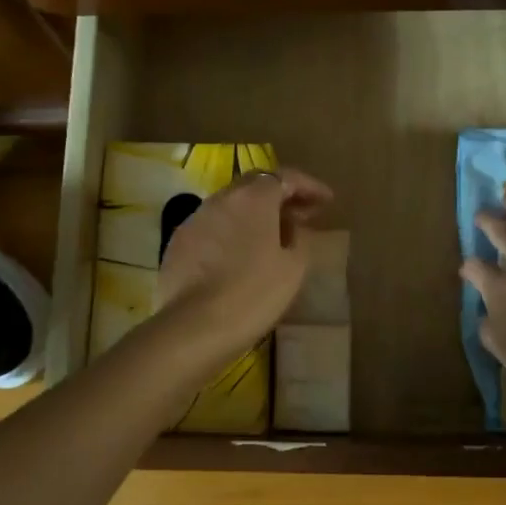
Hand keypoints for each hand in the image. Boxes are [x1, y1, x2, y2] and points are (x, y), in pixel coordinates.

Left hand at [157, 168, 332, 358]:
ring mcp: (195, 220)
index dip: (309, 186)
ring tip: (274, 236)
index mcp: (253, 198)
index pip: (285, 177)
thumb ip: (300, 239)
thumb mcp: (293, 268)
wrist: (194, 327)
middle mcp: (221, 199)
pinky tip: (241, 254)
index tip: (327, 201)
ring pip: (231, 206)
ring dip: (255, 214)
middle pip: (255, 186)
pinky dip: (233, 231)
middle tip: (302, 216)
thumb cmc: (253, 293)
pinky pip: (213, 227)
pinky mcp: (178, 243)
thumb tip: (294, 228)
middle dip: (281, 196)